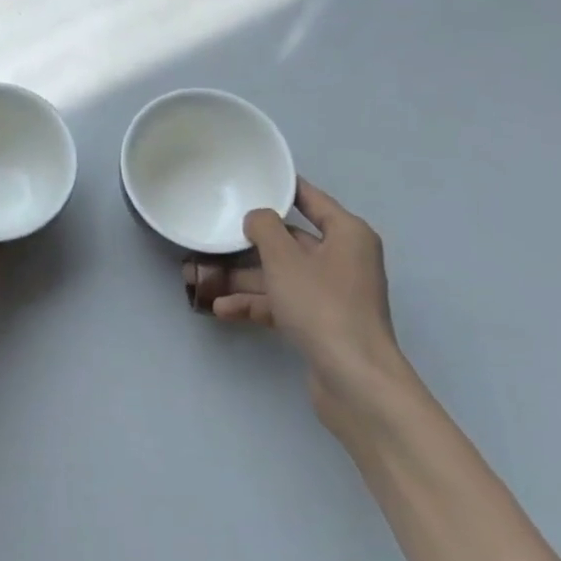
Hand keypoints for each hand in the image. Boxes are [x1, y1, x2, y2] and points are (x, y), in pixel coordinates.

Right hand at [184, 178, 412, 429]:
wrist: (355, 381)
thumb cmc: (322, 306)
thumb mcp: (284, 258)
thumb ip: (264, 228)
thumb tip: (257, 217)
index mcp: (347, 234)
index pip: (311, 199)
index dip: (281, 188)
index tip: (251, 179)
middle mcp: (344, 259)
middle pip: (291, 241)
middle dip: (251, 242)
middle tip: (217, 233)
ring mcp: (333, 294)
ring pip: (282, 274)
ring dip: (246, 277)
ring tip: (205, 277)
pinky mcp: (322, 323)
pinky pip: (284, 303)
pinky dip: (257, 304)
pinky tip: (222, 309)